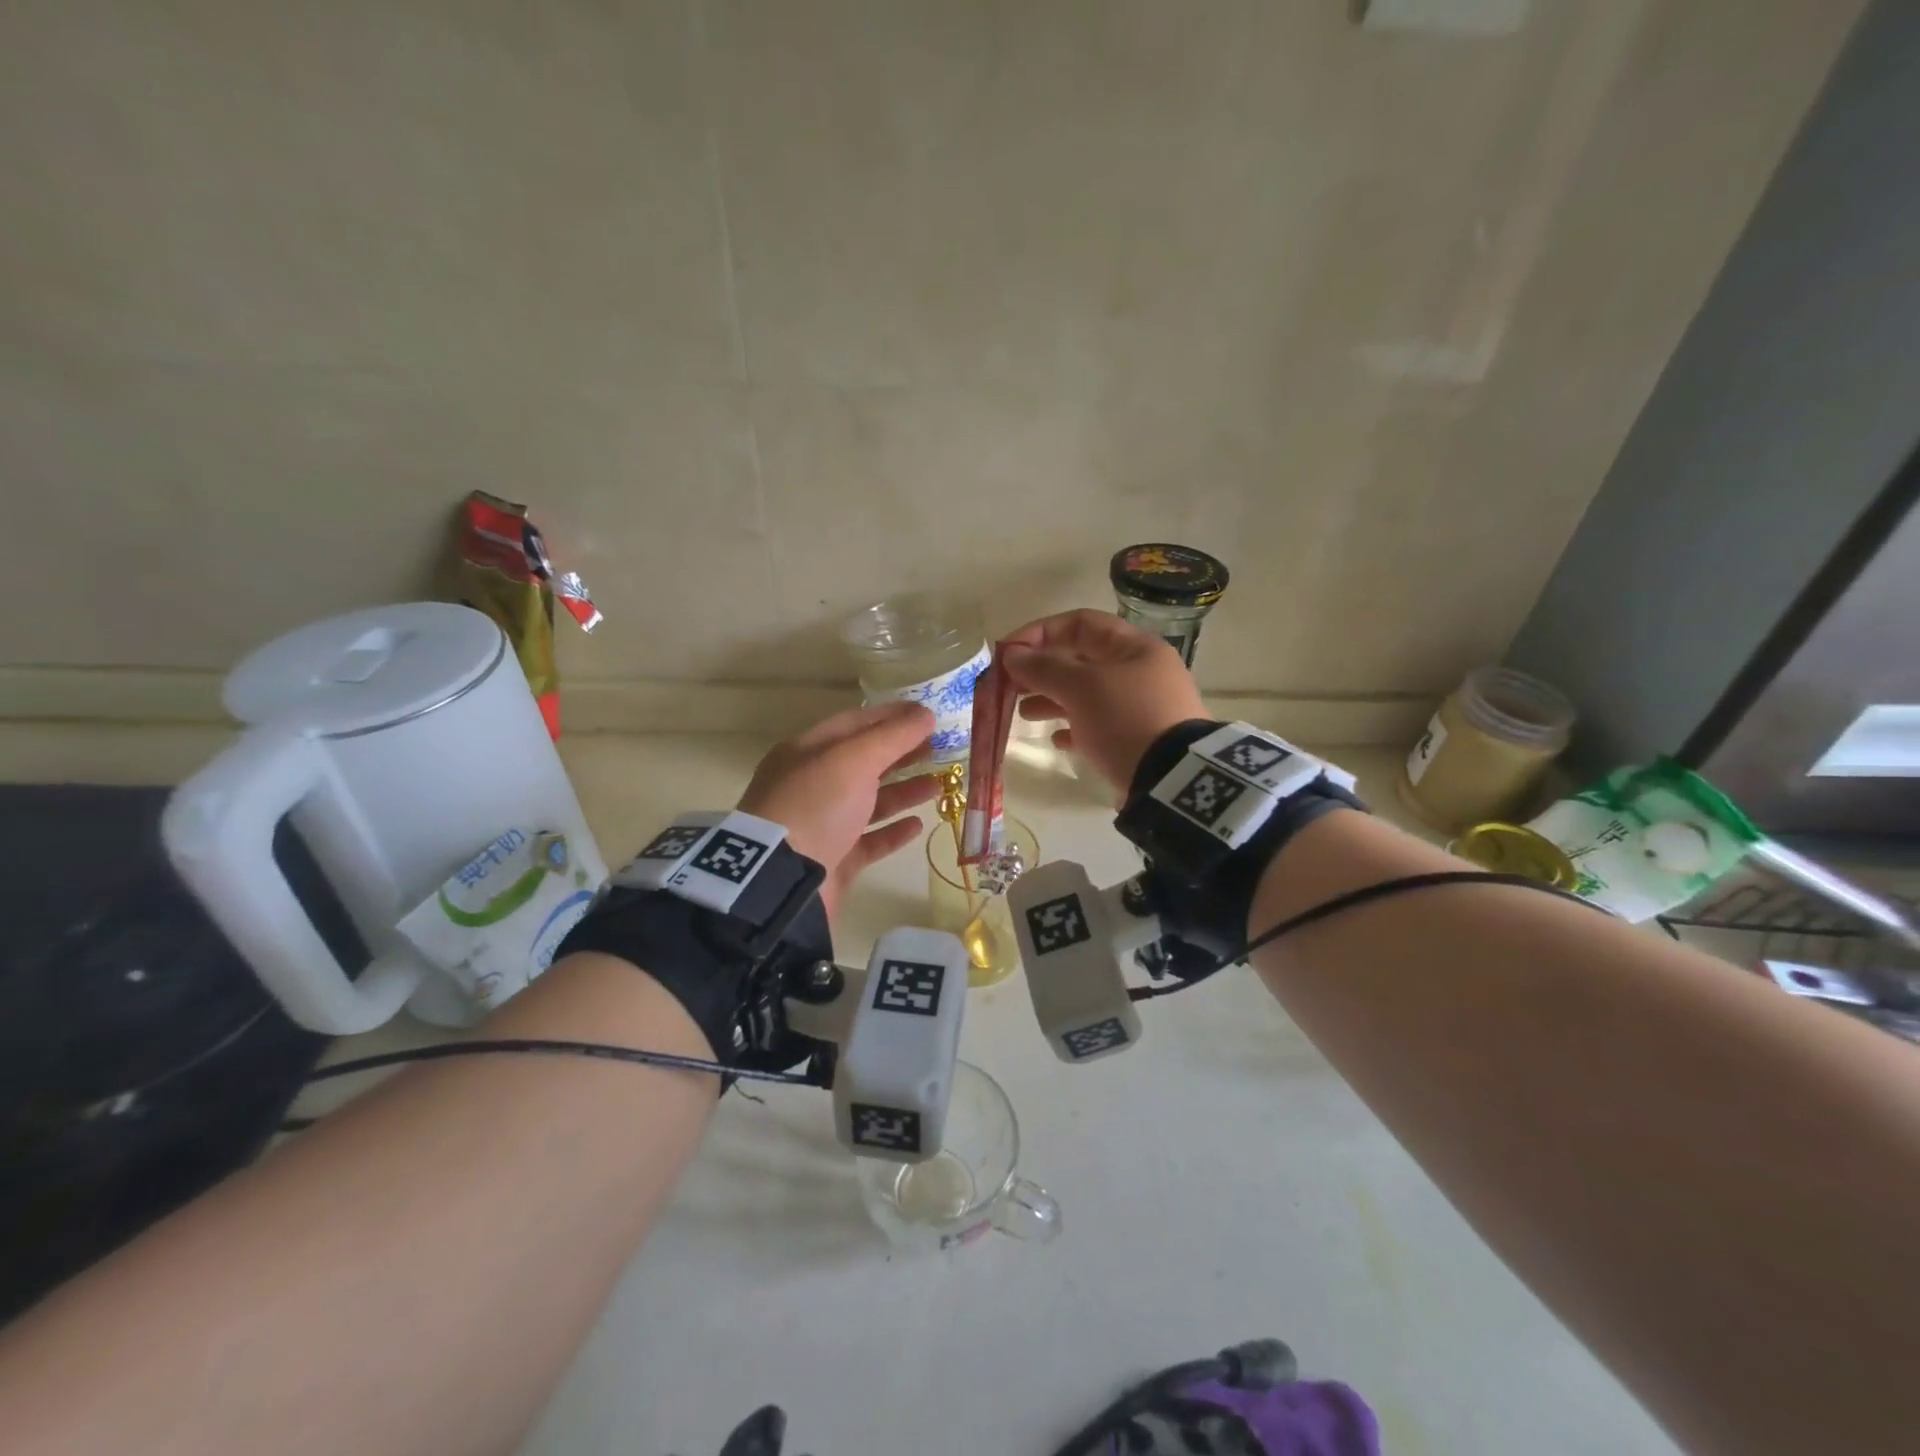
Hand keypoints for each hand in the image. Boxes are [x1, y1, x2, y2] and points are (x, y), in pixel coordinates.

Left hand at [737, 700, 939, 923]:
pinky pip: (869, 841)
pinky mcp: (834, 860)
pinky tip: (918, 826)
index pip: (854, 723)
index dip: (891, 716)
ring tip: (939, 786)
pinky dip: (893, 831)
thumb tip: (926, 714)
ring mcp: (822, 824)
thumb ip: (893, 736)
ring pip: (870, 802)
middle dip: (901, 754)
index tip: (927, 715)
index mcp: (807, 752)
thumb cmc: (816, 805)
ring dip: (904, 791)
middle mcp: (812, 785)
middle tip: (940, 749)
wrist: (782, 880)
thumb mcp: (854, 760)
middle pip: (863, 762)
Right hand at [1001, 609, 1207, 792]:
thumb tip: (1012, 655)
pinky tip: (1056, 740)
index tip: (1008, 653)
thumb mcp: (1081, 688)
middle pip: (1081, 660)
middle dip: (1041, 670)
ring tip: (1024, 714)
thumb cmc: (1125, 719)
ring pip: (1086, 694)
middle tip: (1010, 686)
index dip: (1040, 633)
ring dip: (1051, 699)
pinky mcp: (1137, 740)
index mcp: (1134, 648)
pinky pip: (1098, 726)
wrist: (1173, 779)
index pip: (1080, 624)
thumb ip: (1043, 668)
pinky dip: (1073, 728)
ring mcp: (1140, 707)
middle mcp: (1140, 672)